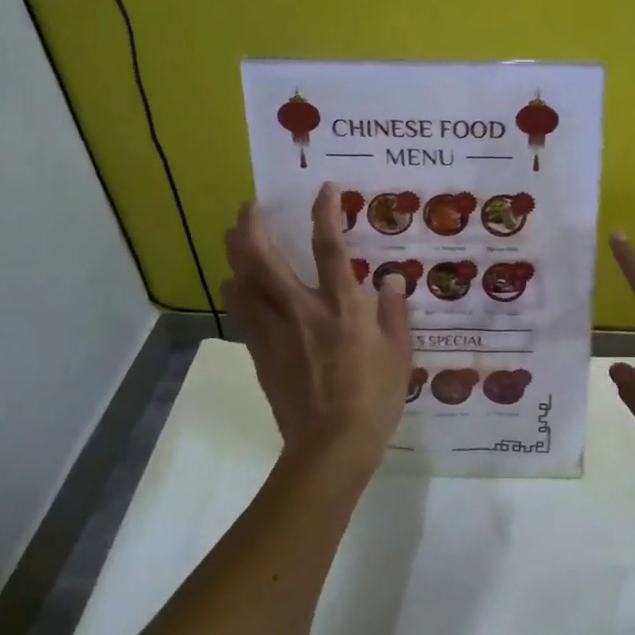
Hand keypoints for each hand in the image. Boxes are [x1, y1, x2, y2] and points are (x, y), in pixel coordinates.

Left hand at [222, 183, 413, 478]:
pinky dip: (237, 292)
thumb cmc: (374, 398)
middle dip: (250, 226)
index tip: (323, 188)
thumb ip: (394, 311)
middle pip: (262, 258)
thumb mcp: (399, 353)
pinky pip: (241, 313)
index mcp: (341, 306)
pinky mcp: (259, 353)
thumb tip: (391, 279)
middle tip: (248, 207)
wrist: (331, 446)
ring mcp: (274, 331)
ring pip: (241, 282)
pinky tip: (238, 287)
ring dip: (235, 256)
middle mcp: (301, 310)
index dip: (324, 212)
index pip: (329, 247)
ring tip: (237, 241)